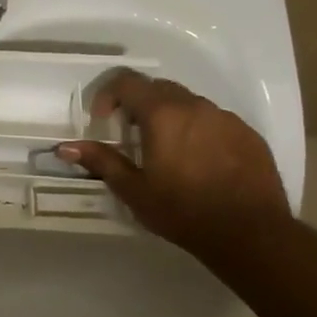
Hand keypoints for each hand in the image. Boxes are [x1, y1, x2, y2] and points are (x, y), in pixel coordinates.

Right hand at [59, 70, 288, 256]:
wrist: (251, 234)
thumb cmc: (183, 211)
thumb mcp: (134, 189)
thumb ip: (101, 161)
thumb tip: (65, 147)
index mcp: (163, 114)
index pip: (127, 82)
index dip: (108, 94)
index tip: (103, 120)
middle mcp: (195, 106)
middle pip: (159, 89)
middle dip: (139, 104)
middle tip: (131, 136)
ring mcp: (226, 118)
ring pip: (189, 103)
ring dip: (171, 117)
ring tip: (167, 151)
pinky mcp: (248, 134)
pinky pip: (215, 121)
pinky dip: (199, 130)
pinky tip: (200, 163)